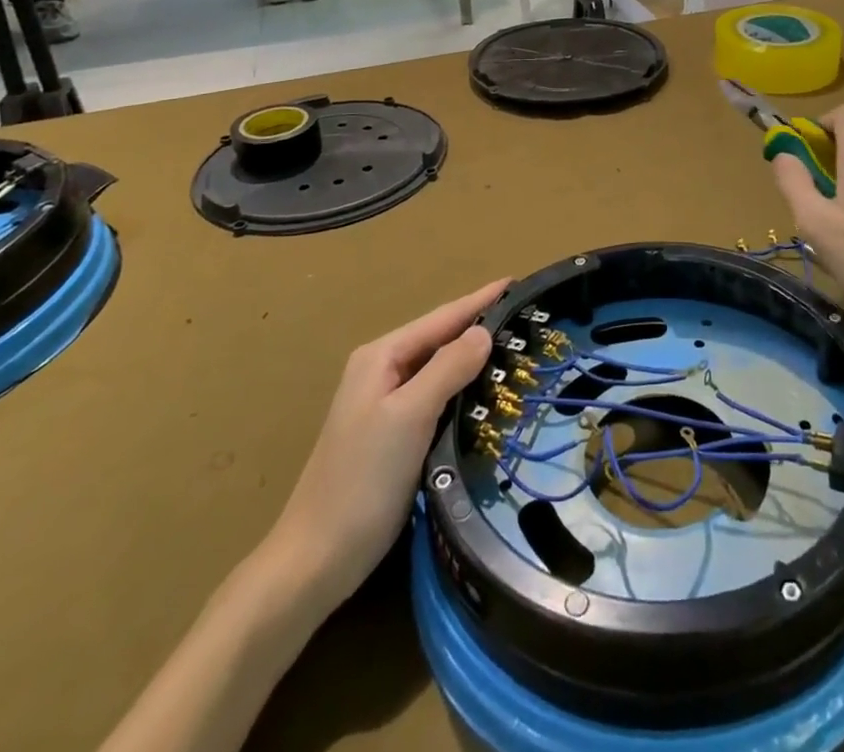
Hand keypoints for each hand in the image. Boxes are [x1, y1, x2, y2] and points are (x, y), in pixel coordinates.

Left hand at [257, 279, 505, 605]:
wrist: (315, 562)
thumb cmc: (362, 481)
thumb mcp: (409, 416)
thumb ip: (448, 368)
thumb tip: (484, 331)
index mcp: (381, 357)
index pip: (442, 318)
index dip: (480, 300)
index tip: (518, 282)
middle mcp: (381, 372)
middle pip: (440, 340)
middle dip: (480, 327)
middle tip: (527, 318)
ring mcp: (385, 405)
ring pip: (440, 370)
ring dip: (474, 359)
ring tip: (517, 349)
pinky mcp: (393, 436)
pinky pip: (437, 398)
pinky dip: (463, 390)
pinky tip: (487, 395)